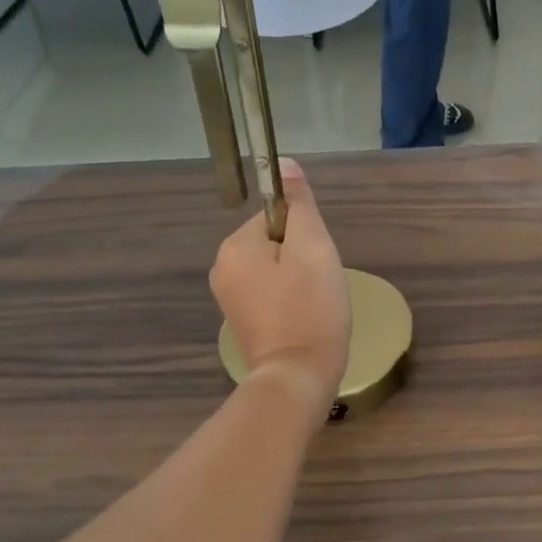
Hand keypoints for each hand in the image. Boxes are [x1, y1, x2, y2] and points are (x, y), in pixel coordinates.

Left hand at [210, 160, 350, 410]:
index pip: (278, 217)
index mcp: (234, 246)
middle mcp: (222, 268)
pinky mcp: (242, 322)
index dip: (306, 236)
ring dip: (300, 280)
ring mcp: (229, 299)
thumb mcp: (313, 247)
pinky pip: (272, 294)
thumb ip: (300, 203)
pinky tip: (304, 319)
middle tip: (319, 286)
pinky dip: (291, 301)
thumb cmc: (310, 309)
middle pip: (276, 243)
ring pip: (276, 269)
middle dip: (303, 259)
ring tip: (314, 305)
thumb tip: (283, 164)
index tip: (316, 265)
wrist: (297, 378)